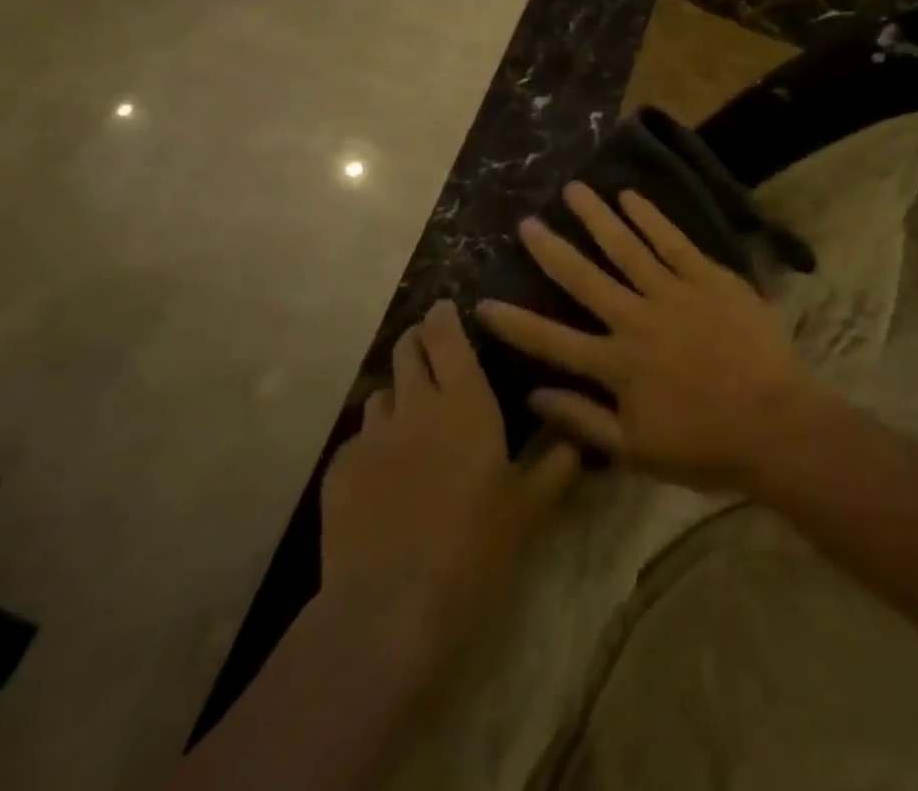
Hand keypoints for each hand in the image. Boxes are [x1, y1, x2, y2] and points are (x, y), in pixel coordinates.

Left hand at [320, 300, 579, 670]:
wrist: (390, 608)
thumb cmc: (474, 547)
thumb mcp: (529, 508)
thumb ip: (557, 464)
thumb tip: (578, 437)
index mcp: (464, 401)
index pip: (447, 336)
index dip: (444, 316)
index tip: (446, 309)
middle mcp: (414, 405)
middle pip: (407, 351)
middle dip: (417, 341)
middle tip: (429, 350)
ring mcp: (371, 437)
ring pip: (380, 394)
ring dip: (396, 393)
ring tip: (408, 416)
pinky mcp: (339, 471)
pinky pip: (358, 441)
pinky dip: (373, 444)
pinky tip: (382, 475)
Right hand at [475, 183, 816, 491]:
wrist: (776, 423)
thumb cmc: (705, 445)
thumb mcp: (636, 450)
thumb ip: (583, 419)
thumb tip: (533, 394)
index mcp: (616, 364)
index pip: (551, 341)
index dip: (514, 323)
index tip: (483, 303)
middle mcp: (635, 319)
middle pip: (584, 278)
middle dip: (551, 249)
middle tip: (526, 222)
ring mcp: (673, 292)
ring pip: (625, 247)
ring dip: (596, 217)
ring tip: (573, 190)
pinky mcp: (708, 277)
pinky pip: (673, 241)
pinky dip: (650, 217)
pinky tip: (630, 197)